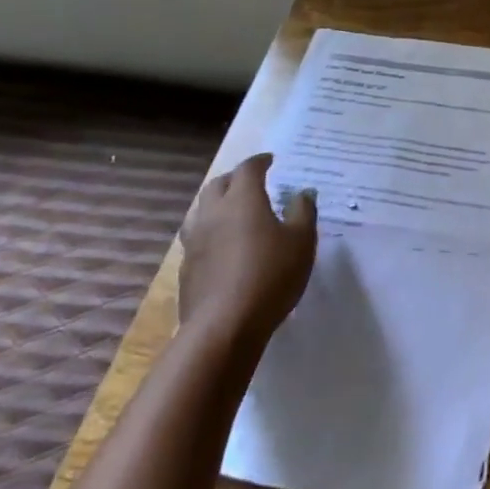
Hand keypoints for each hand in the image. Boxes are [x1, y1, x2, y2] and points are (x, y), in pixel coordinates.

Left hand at [179, 154, 316, 353]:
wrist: (223, 328)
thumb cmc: (269, 275)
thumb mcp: (302, 241)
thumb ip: (303, 211)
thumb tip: (302, 193)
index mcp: (242, 199)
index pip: (248, 169)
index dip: (259, 162)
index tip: (270, 161)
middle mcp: (214, 213)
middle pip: (218, 185)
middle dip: (234, 179)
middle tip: (250, 182)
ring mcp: (195, 243)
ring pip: (201, 211)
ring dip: (216, 205)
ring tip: (231, 212)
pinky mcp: (186, 270)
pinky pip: (196, 239)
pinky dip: (209, 233)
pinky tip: (221, 247)